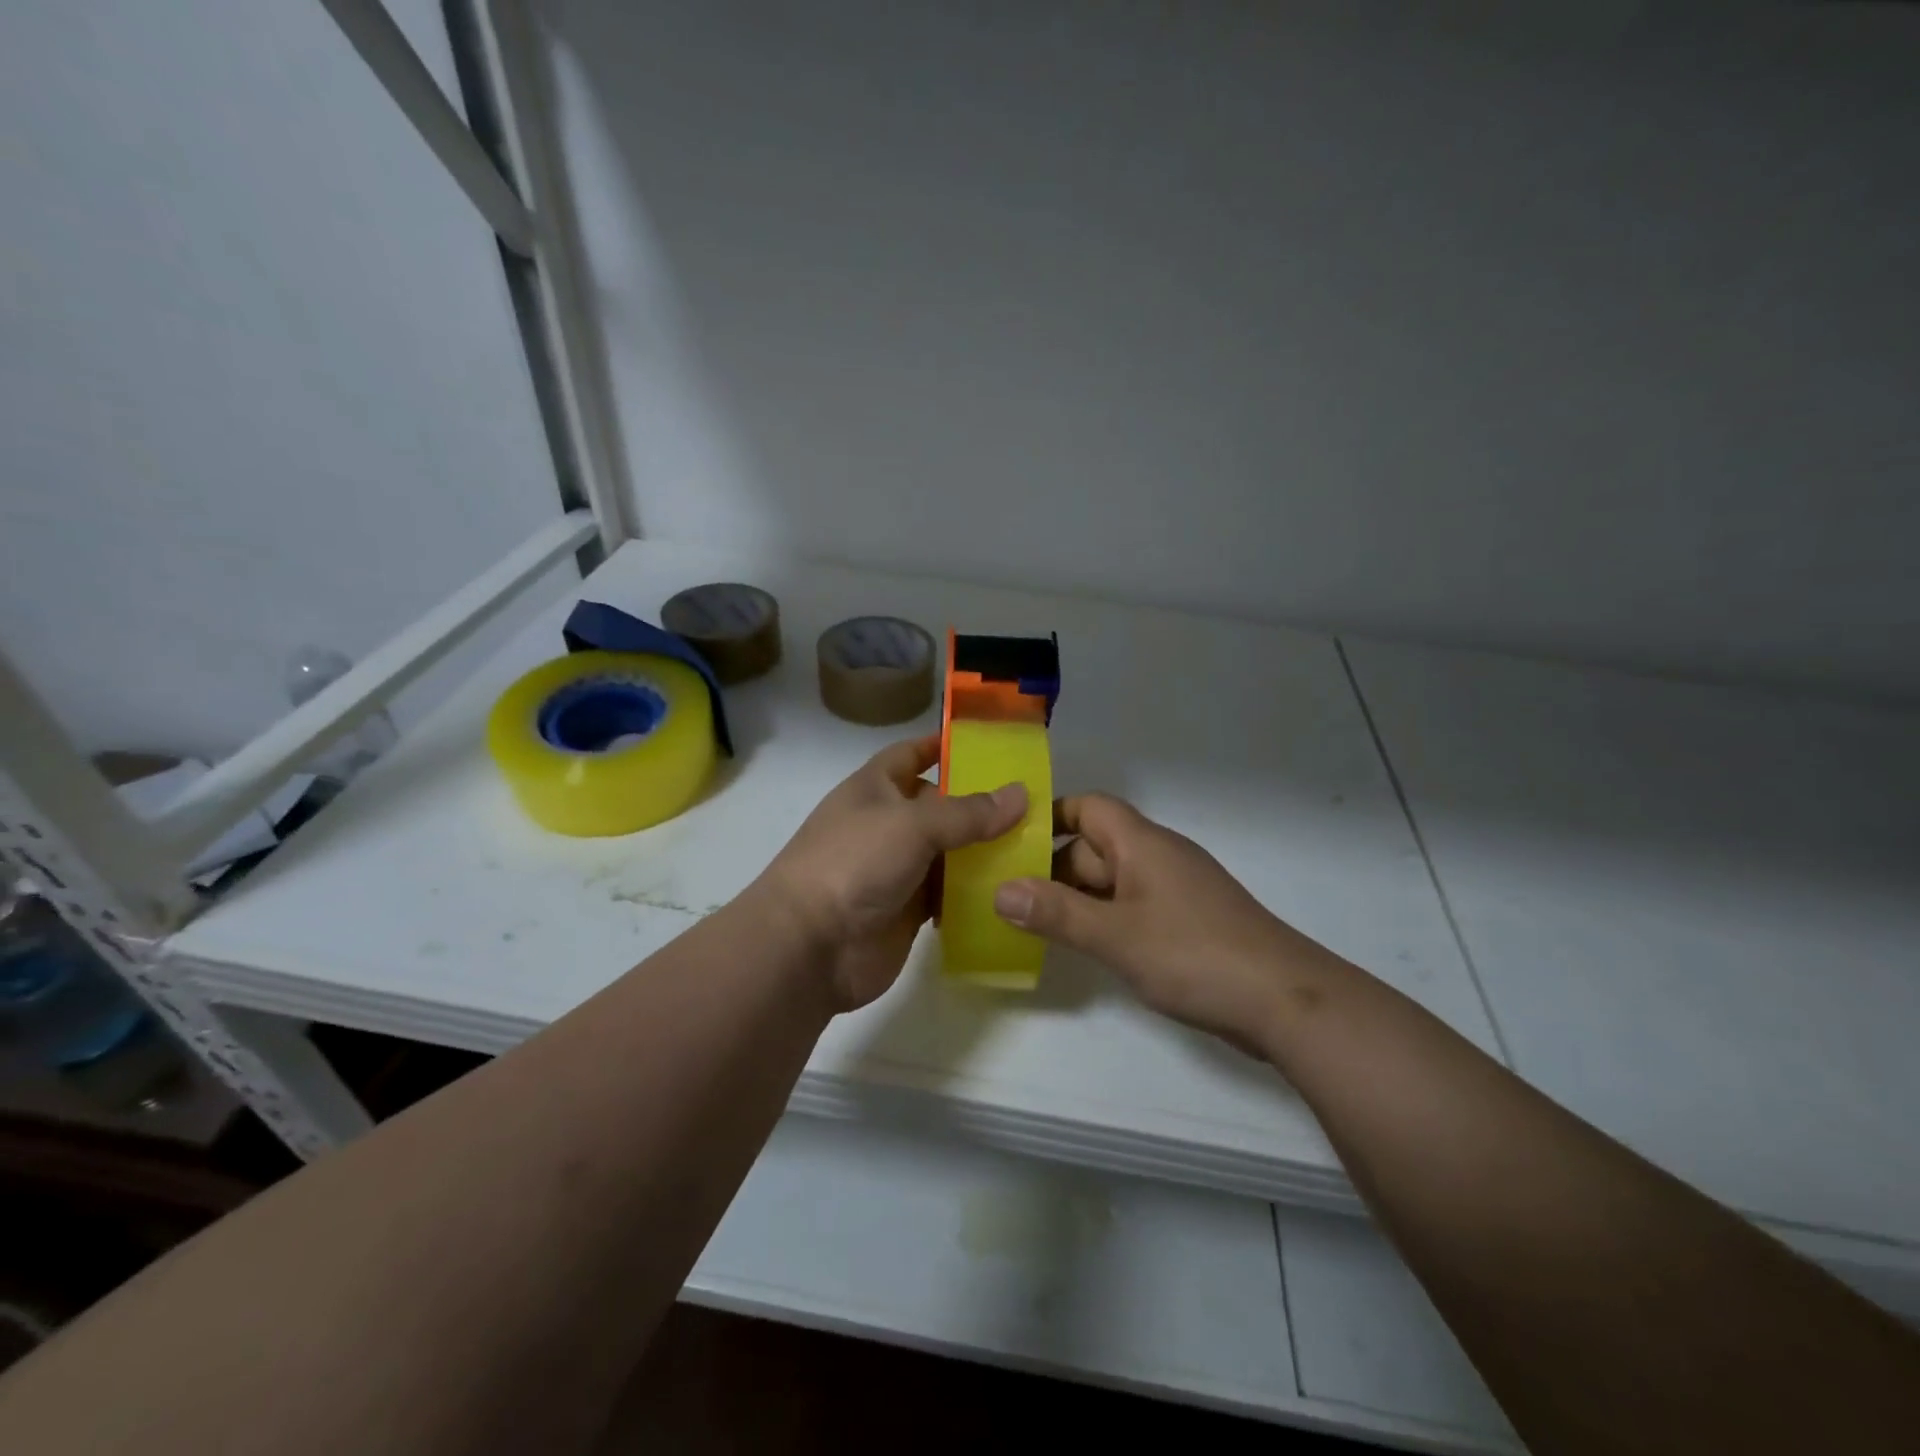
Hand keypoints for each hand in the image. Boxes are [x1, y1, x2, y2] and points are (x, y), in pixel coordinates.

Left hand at [755, 735, 1028, 1010]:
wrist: (809, 947)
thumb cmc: (854, 863)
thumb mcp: (913, 825)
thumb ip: (968, 812)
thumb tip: (1020, 794)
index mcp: (875, 788)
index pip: (911, 754)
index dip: (943, 746)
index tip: (990, 744)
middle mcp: (886, 824)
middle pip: (939, 806)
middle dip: (980, 804)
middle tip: (1034, 802)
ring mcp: (897, 869)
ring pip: (948, 852)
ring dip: (983, 851)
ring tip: (1036, 845)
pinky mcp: (908, 910)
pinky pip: (948, 894)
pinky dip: (974, 892)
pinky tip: (1011, 890)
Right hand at [993, 794, 1345, 1052]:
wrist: (1285, 1002)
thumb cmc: (1195, 955)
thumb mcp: (1116, 936)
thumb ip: (1057, 913)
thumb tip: (999, 890)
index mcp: (1142, 844)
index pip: (1089, 807)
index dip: (1051, 817)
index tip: (1011, 842)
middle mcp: (1160, 857)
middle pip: (1096, 846)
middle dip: (1055, 867)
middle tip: (1010, 897)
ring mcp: (1177, 890)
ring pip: (1114, 880)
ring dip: (1078, 897)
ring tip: (1035, 924)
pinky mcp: (1189, 921)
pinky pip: (1134, 906)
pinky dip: (1105, 918)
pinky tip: (1087, 946)